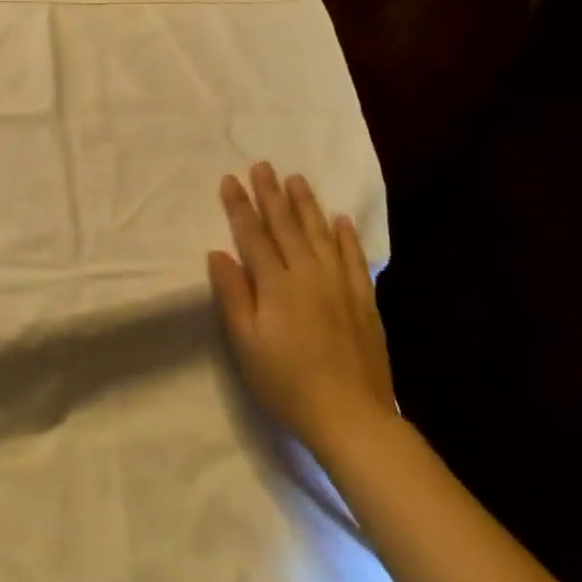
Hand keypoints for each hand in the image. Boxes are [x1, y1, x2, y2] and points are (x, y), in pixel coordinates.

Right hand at [208, 162, 395, 458]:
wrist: (351, 417)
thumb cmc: (286, 383)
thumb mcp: (245, 343)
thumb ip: (233, 294)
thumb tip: (218, 253)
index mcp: (276, 285)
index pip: (253, 235)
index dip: (240, 206)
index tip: (230, 179)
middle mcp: (309, 275)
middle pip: (287, 226)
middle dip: (271, 194)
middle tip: (263, 165)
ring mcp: (340, 286)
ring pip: (321, 234)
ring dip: (306, 205)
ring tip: (296, 179)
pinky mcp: (363, 301)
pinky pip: (354, 258)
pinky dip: (346, 236)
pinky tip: (340, 219)